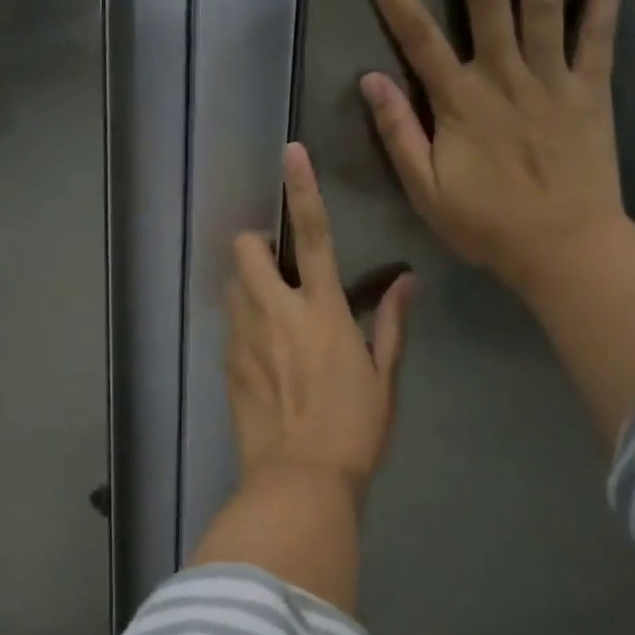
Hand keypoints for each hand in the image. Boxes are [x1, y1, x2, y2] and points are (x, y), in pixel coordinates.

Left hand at [225, 143, 414, 499]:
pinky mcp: (226, 363)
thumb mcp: (384, 377)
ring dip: (247, 283)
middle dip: (256, 244)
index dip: (301, 189)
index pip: (313, 235)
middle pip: (246, 249)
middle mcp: (276, 312)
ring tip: (270, 310)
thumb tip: (408, 282)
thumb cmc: (354, 429)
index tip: (290, 153)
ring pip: (231, 283)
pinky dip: (242, 321)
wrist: (299, 481)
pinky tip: (261, 351)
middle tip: (277, 267)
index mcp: (322, 310)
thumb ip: (392, 324)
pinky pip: (229, 324)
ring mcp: (244, 337)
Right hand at [357, 0, 628, 299]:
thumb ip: (400, 133)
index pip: (416, 36)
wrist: (565, 250)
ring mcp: (553, 79)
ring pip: (542, 0)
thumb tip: (371, 79)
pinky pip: (600, 36)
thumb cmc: (487, 225)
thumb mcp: (425, 190)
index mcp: (459, 103)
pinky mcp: (592, 90)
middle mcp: (504, 76)